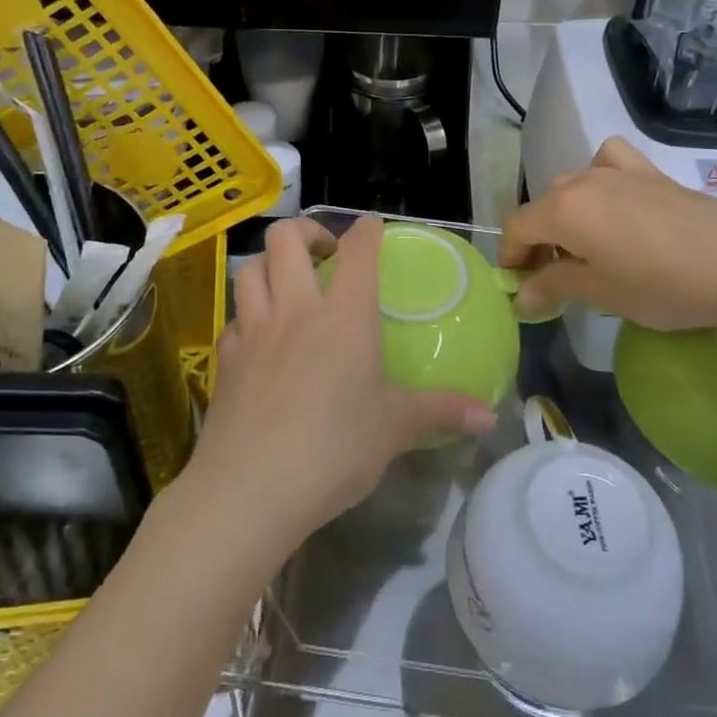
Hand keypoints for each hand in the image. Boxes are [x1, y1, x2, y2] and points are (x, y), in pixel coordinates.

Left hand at [185, 216, 495, 556]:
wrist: (249, 490)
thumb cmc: (333, 449)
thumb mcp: (394, 429)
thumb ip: (441, 412)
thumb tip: (490, 416)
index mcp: (344, 315)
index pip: (357, 250)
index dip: (366, 229)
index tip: (373, 226)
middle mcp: (296, 309)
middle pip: (285, 239)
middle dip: (306, 231)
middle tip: (325, 253)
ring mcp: (254, 331)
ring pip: (250, 269)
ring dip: (269, 264)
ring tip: (289, 284)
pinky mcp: (226, 360)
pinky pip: (234, 319)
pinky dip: (248, 315)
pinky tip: (261, 338)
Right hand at [500, 137, 716, 337]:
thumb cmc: (663, 285)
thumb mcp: (601, 292)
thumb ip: (554, 287)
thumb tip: (522, 296)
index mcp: (563, 210)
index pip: (517, 228)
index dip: (511, 257)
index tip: (519, 286)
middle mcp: (582, 181)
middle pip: (542, 207)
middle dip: (538, 241)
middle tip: (553, 278)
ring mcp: (617, 171)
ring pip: (572, 185)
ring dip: (565, 214)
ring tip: (584, 246)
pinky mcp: (650, 172)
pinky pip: (608, 162)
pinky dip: (600, 175)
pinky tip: (613, 198)